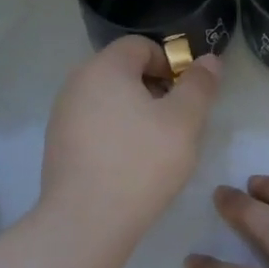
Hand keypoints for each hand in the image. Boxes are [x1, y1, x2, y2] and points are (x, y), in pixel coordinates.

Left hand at [40, 37, 221, 241]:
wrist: (87, 221)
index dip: (170, 63)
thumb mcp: (185, 120)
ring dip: (136, 113)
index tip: (186, 96)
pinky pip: (94, 125)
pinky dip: (115, 134)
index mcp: (104, 67)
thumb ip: (200, 85)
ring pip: (109, 100)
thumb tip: (209, 60)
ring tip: (155, 147)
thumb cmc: (141, 162)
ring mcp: (62, 115)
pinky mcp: (58, 146)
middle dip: (154, 89)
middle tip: (176, 122)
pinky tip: (129, 164)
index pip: (140, 46)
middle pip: (123, 71)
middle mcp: (76, 83)